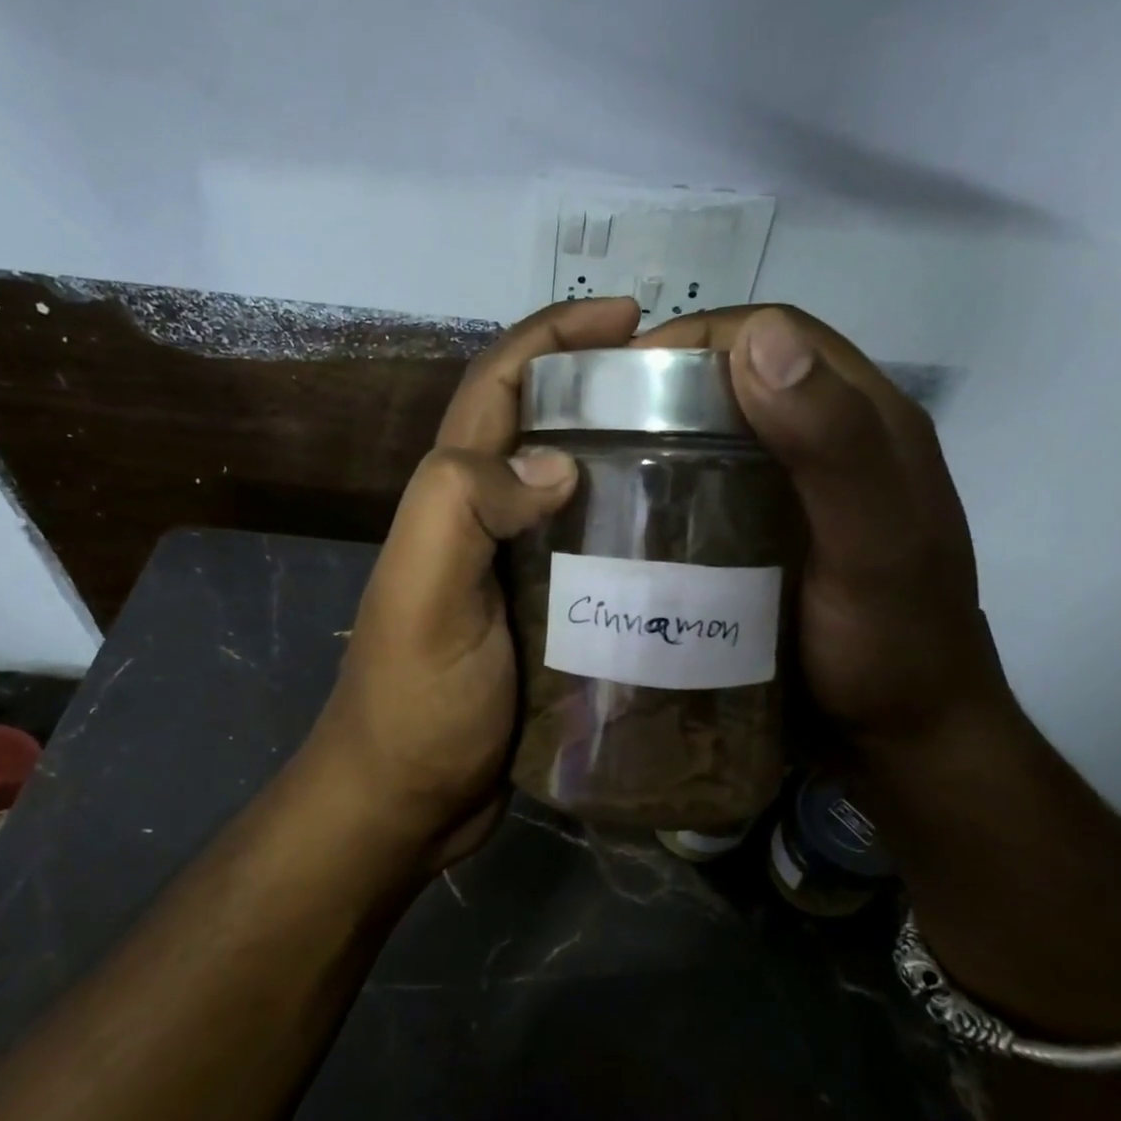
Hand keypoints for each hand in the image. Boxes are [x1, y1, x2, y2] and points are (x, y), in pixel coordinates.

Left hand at [302, 297, 642, 875]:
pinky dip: (635, 532)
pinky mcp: (547, 616)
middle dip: (608, 389)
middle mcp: (484, 518)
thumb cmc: (413, 704)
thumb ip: (464, 507)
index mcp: (451, 496)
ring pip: (578, 489)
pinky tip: (691, 539)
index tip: (632, 317)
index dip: (557, 335)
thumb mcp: (423, 596)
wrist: (408, 803)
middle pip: (546, 426)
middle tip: (693, 389)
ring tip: (711, 452)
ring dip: (630, 458)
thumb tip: (557, 459)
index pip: (500, 383)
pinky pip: (595, 554)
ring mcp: (518, 569)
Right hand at [636, 304, 1009, 742]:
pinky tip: (631, 513)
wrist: (901, 742)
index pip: (779, 336)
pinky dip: (670, 486)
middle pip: (742, 382)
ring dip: (662, 437)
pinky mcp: (770, 536)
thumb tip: (758, 338)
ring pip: (721, 435)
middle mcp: (831, 444)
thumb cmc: (892, 643)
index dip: (700, 338)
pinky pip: (713, 489)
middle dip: (667, 386)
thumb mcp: (871, 544)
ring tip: (598, 465)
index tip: (622, 373)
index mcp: (868, 421)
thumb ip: (833, 443)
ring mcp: (799, 494)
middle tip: (596, 422)